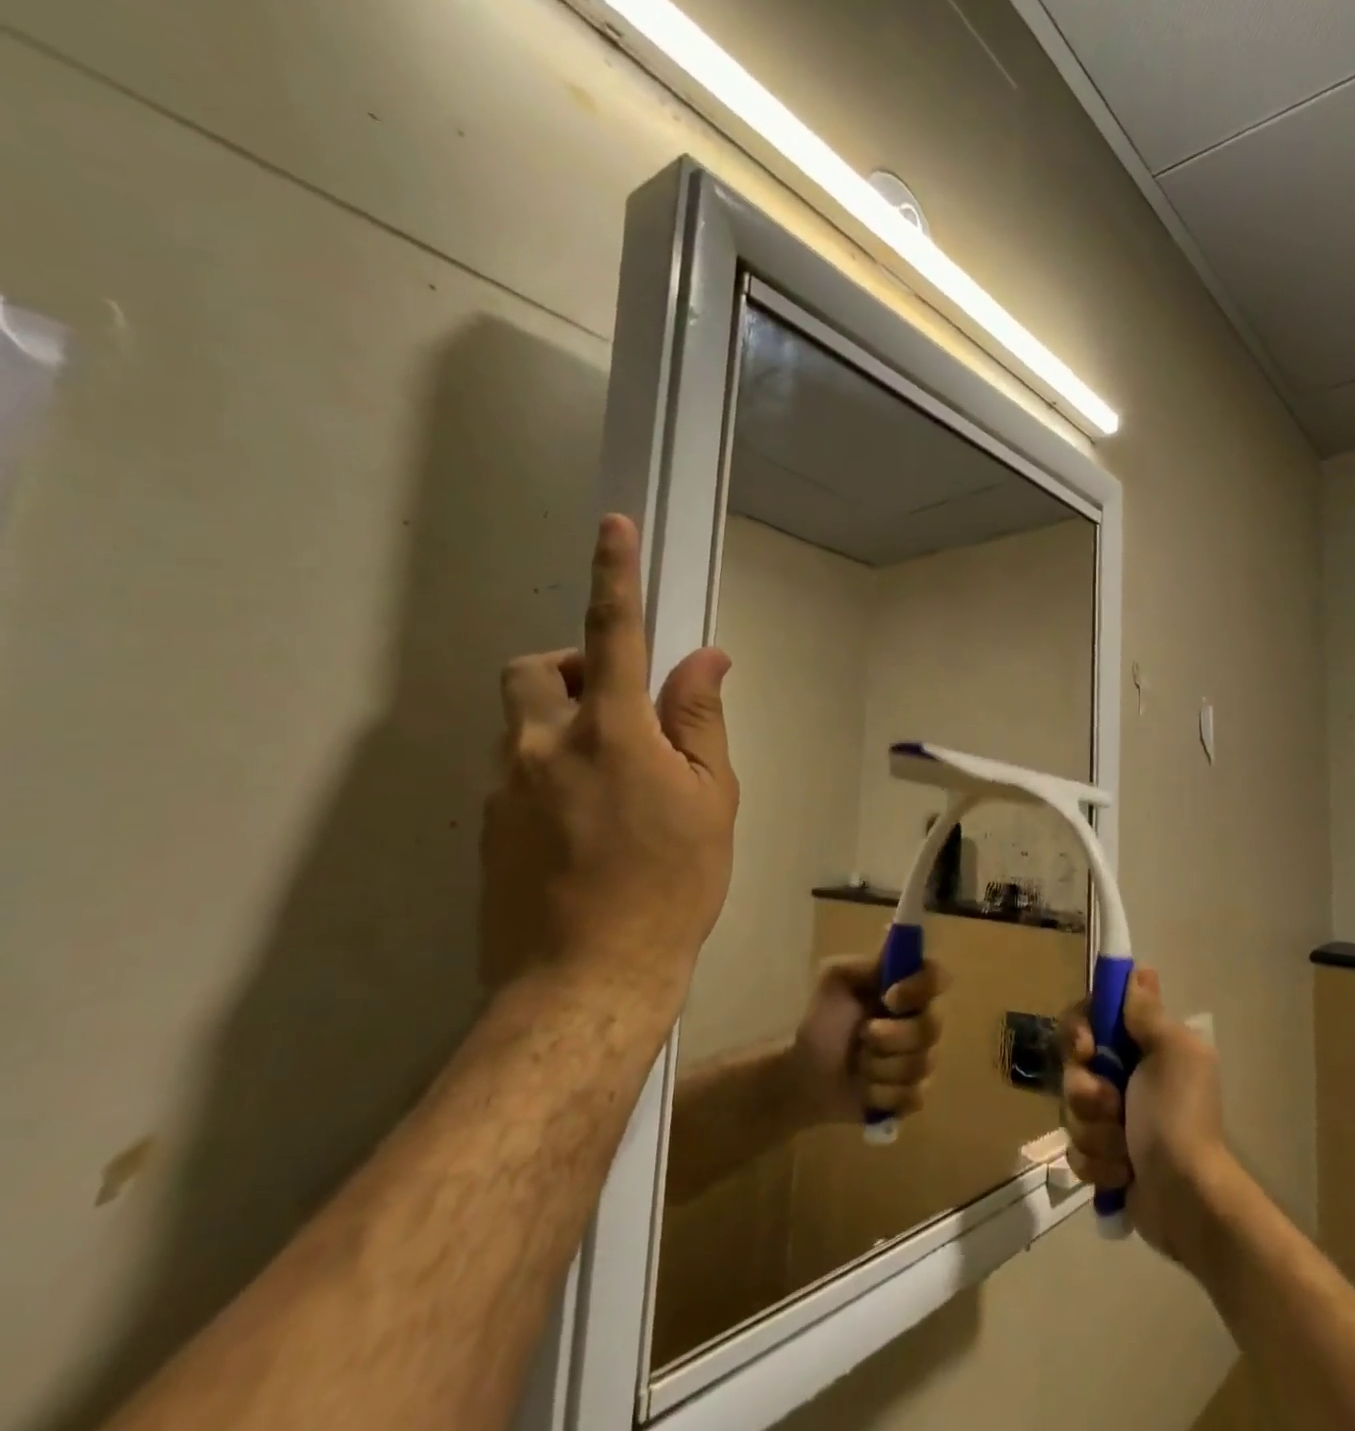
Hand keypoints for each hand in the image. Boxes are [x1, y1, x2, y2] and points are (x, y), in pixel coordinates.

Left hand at [481, 514, 738, 1006]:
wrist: (587, 983)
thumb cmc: (672, 887)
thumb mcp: (711, 801)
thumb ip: (701, 721)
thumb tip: (706, 659)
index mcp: (610, 735)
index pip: (614, 635)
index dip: (615, 576)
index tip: (613, 527)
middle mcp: (541, 748)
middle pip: (532, 669)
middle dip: (571, 668)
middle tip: (617, 710)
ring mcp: (504, 790)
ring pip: (519, 725)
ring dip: (561, 726)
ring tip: (610, 785)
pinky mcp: (487, 830)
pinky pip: (514, 774)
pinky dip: (549, 775)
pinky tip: (585, 831)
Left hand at [785, 957, 948, 1126]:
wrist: (803, 1073)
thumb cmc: (822, 1020)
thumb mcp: (836, 979)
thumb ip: (868, 964)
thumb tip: (897, 950)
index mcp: (907, 989)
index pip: (938, 977)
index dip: (921, 988)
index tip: (889, 997)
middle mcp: (921, 1020)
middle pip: (932, 1027)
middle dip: (893, 1036)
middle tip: (863, 1035)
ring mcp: (920, 1060)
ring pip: (922, 1064)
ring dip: (880, 1066)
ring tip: (858, 1063)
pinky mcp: (911, 1096)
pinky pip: (913, 1096)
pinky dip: (882, 1094)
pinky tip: (864, 1089)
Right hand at [1061, 967, 1230, 1263]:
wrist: (1187, 1200)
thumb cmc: (1179, 1116)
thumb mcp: (1172, 1051)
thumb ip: (1147, 1012)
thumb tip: (1140, 972)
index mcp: (1143, 1046)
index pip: (1090, 1017)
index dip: (1079, 1029)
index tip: (1086, 1047)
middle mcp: (1125, 1076)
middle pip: (1073, 1066)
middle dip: (1087, 1091)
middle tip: (1113, 1106)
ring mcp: (1112, 1119)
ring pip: (1071, 1110)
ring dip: (1095, 1132)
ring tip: (1124, 1150)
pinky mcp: (1103, 1158)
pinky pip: (1075, 1150)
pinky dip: (1097, 1164)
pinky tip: (1122, 1174)